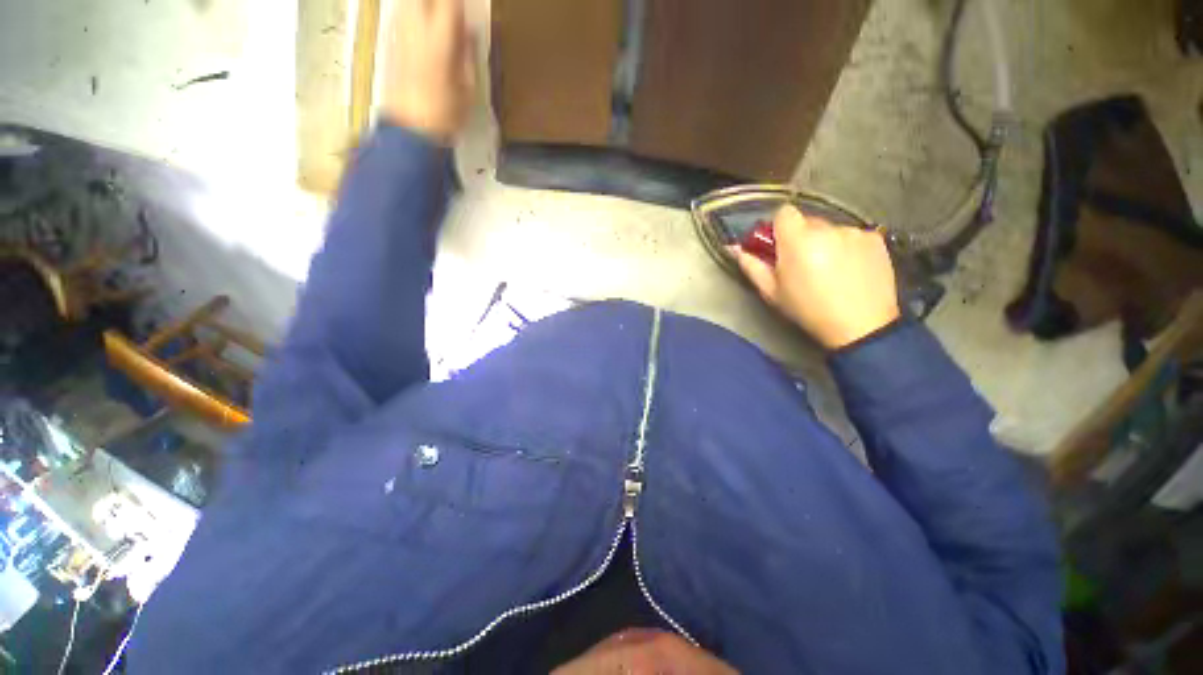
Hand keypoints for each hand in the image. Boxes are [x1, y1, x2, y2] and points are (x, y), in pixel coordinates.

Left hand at [381, 0, 476, 143]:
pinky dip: (413, 12)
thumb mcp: (467, 87)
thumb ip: (467, 53)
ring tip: (438, 17)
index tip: (467, 7)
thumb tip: (468, 31)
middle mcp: (415, 29)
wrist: (411, 129)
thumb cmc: (446, 114)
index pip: (450, 3)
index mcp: (439, 40)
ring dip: (425, 7)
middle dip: (441, 3)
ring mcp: (399, 34)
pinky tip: (424, 23)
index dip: (459, 3)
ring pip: (409, 3)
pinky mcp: (391, 42)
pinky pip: (402, 13)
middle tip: (452, 10)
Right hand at [731, 205, 900, 349]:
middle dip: (801, 237)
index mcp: (797, 240)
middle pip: (807, 221)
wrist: (860, 326)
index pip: (784, 212)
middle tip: (802, 263)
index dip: (778, 227)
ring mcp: (854, 232)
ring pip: (830, 229)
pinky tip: (850, 270)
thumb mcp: (772, 292)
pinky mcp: (876, 239)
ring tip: (829, 270)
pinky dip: (848, 247)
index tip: (778, 245)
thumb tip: (734, 248)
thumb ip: (751, 266)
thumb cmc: (807, 310)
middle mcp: (827, 229)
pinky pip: (852, 236)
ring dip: (825, 243)